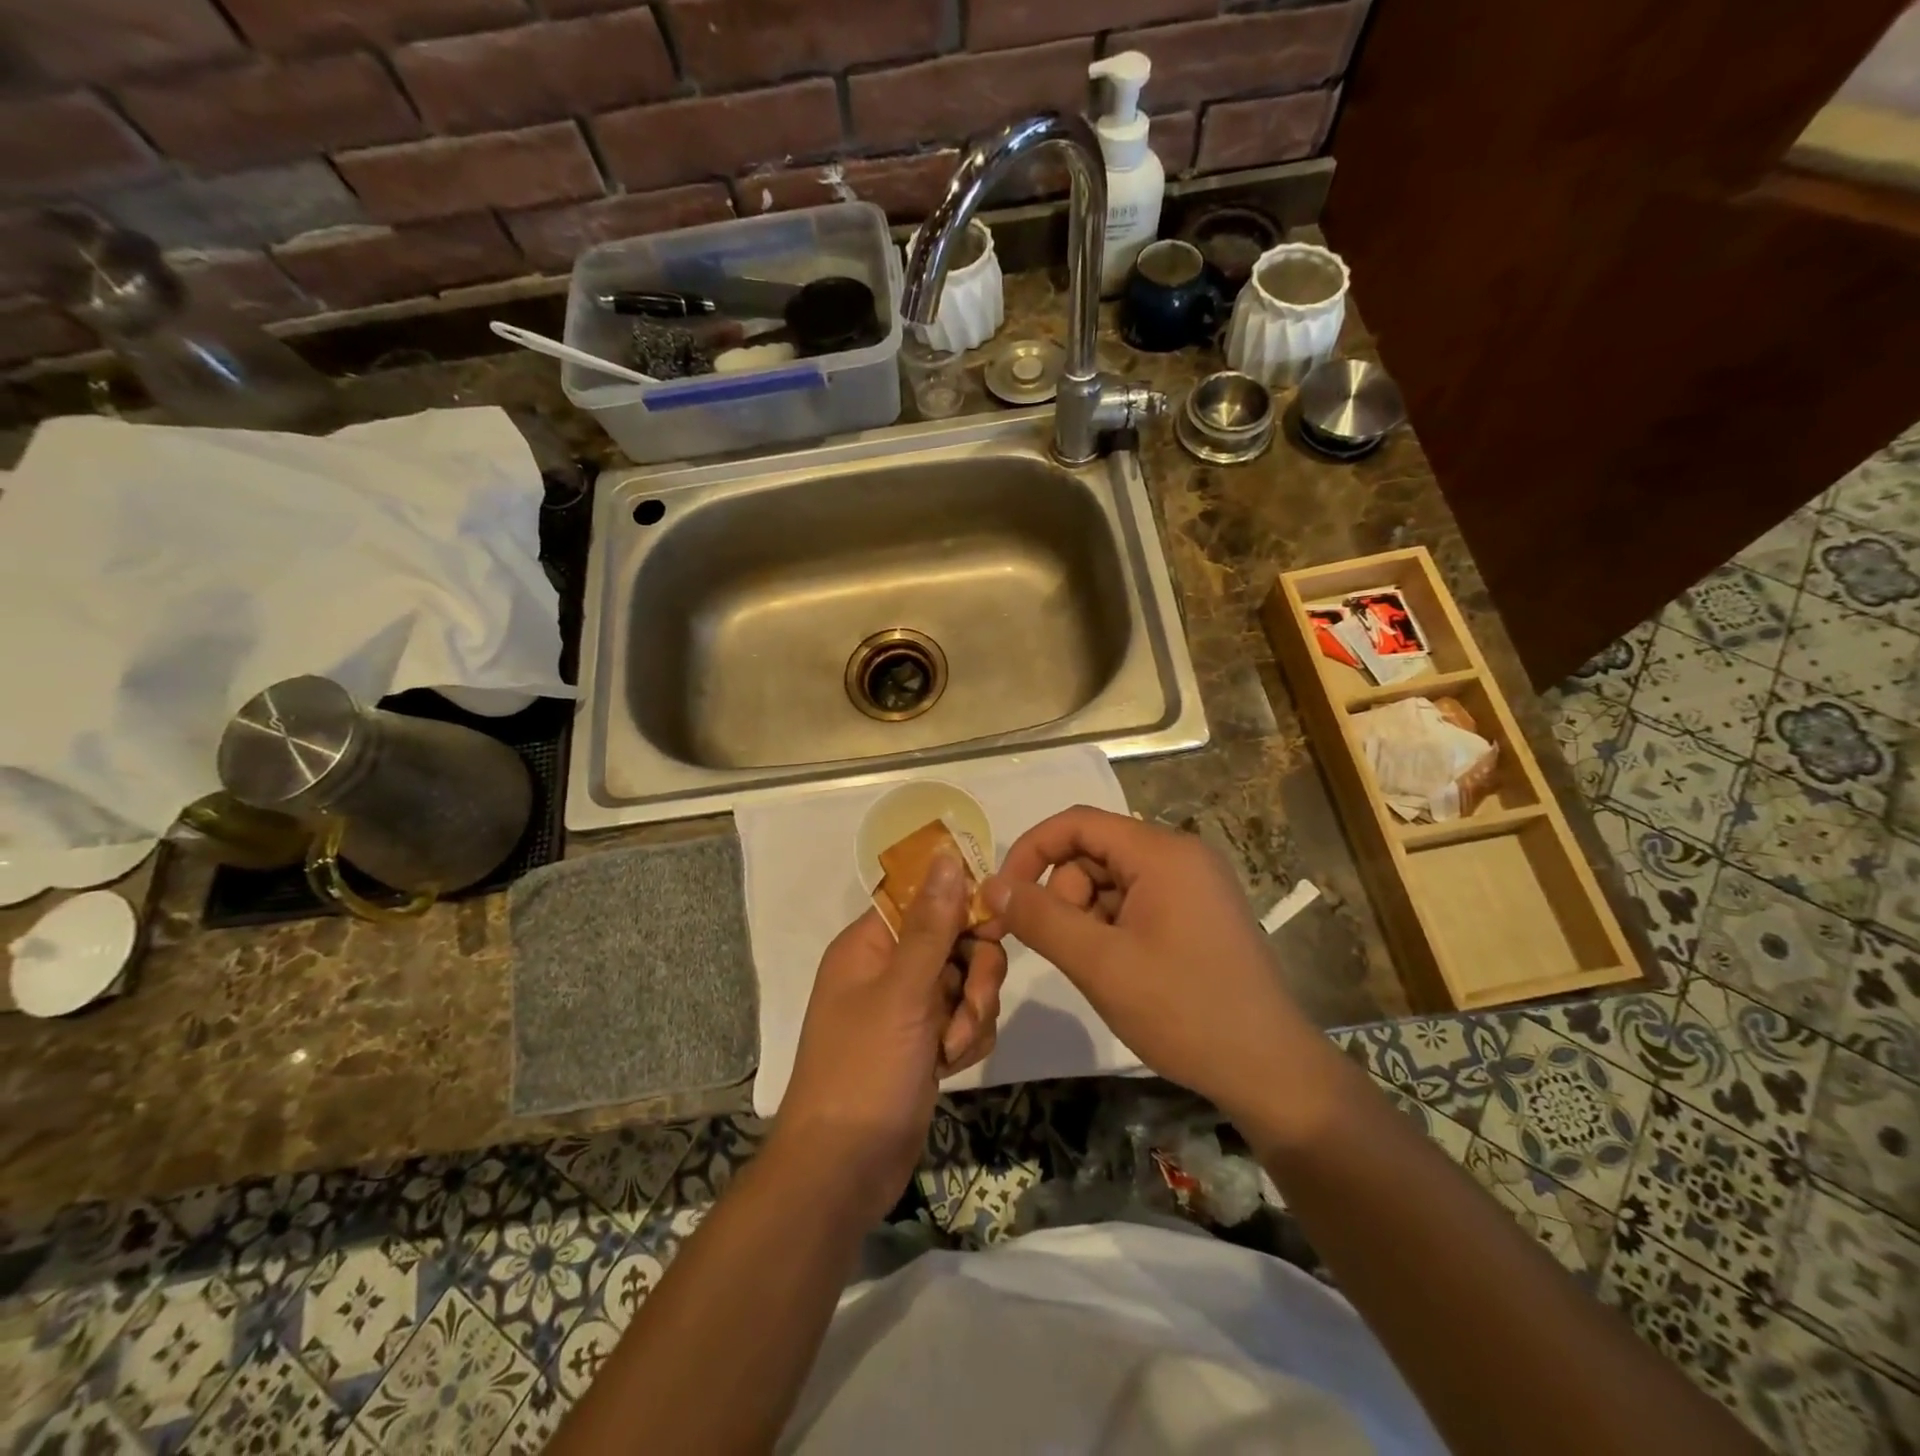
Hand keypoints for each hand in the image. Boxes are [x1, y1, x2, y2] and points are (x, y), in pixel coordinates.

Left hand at [776, 853, 1007, 1221]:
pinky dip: (967, 1039)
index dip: (963, 908)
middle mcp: (889, 967)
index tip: (992, 929)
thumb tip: (946, 855)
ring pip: (968, 981)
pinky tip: (950, 1067)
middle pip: (957, 939)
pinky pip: (966, 1018)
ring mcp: (909, 1007)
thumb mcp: (903, 993)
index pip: (926, 898)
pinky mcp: (926, 1042)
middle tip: (970, 1006)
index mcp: (871, 944)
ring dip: (973, 1013)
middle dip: (974, 975)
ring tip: (952, 1049)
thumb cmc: (864, 1070)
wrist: (844, 1169)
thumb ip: (932, 925)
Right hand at [980, 807, 1314, 1124]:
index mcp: (1162, 852)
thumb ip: (1040, 918)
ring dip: (1087, 917)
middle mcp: (1180, 855)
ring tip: (1099, 967)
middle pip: (1093, 853)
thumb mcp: (1100, 964)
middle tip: (1063, 948)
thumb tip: (991, 885)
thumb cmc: (1183, 1010)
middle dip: (1063, 894)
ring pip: (1111, 881)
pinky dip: (1112, 928)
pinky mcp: (1198, 912)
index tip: (1003, 896)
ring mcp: (1193, 884)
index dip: (1031, 851)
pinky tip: (1121, 970)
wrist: (1270, 1071)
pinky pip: (1136, 902)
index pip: (1077, 823)